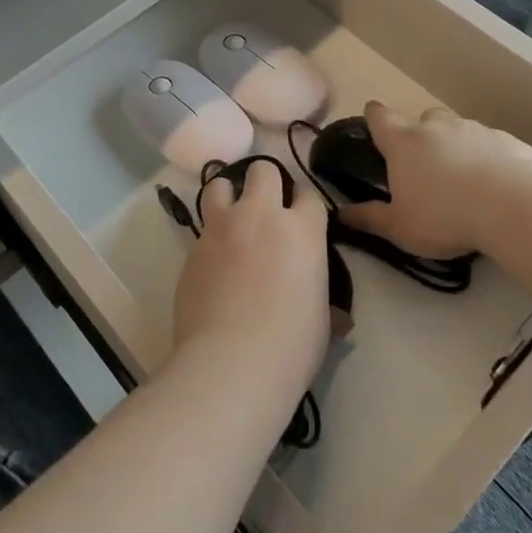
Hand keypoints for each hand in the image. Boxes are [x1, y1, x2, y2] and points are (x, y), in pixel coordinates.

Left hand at [172, 158, 330, 397]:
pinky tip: (213, 260)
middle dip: (265, 182)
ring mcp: (222, 227)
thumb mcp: (322, 322)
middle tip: (265, 209)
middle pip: (263, 170)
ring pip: (220, 184)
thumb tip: (339, 316)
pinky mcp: (193, 246)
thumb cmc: (291, 346)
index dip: (304, 205)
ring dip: (228, 196)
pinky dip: (210, 235)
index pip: (308, 194)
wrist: (231, 362)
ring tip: (230, 218)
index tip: (301, 221)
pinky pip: (202, 226)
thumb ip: (325, 301)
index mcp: (302, 230)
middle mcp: (261, 215)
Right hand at [337, 100, 531, 258]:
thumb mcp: (400, 227)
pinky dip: (492, 158)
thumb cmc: (444, 216)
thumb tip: (339, 214)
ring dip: (458, 146)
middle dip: (423, 135)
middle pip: (424, 119)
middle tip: (427, 164)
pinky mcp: (508, 141)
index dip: (375, 116)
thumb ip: (370, 218)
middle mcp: (436, 128)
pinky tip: (499, 184)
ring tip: (466, 178)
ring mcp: (474, 130)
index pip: (380, 117)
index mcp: (403, 143)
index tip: (374, 120)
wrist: (512, 206)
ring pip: (460, 130)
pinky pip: (493, 145)